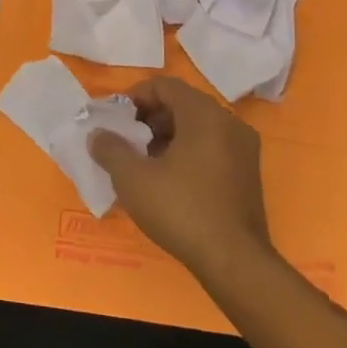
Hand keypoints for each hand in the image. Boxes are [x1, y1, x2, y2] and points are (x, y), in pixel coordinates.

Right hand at [88, 76, 272, 279]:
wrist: (234, 262)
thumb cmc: (181, 209)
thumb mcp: (132, 178)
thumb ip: (110, 148)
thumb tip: (98, 135)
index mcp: (204, 114)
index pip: (164, 85)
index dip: (134, 97)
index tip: (114, 120)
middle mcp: (229, 123)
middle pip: (182, 104)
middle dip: (149, 118)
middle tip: (125, 140)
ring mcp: (244, 149)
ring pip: (197, 127)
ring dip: (166, 136)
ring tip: (142, 162)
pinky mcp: (248, 174)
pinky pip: (212, 147)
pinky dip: (187, 152)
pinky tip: (167, 180)